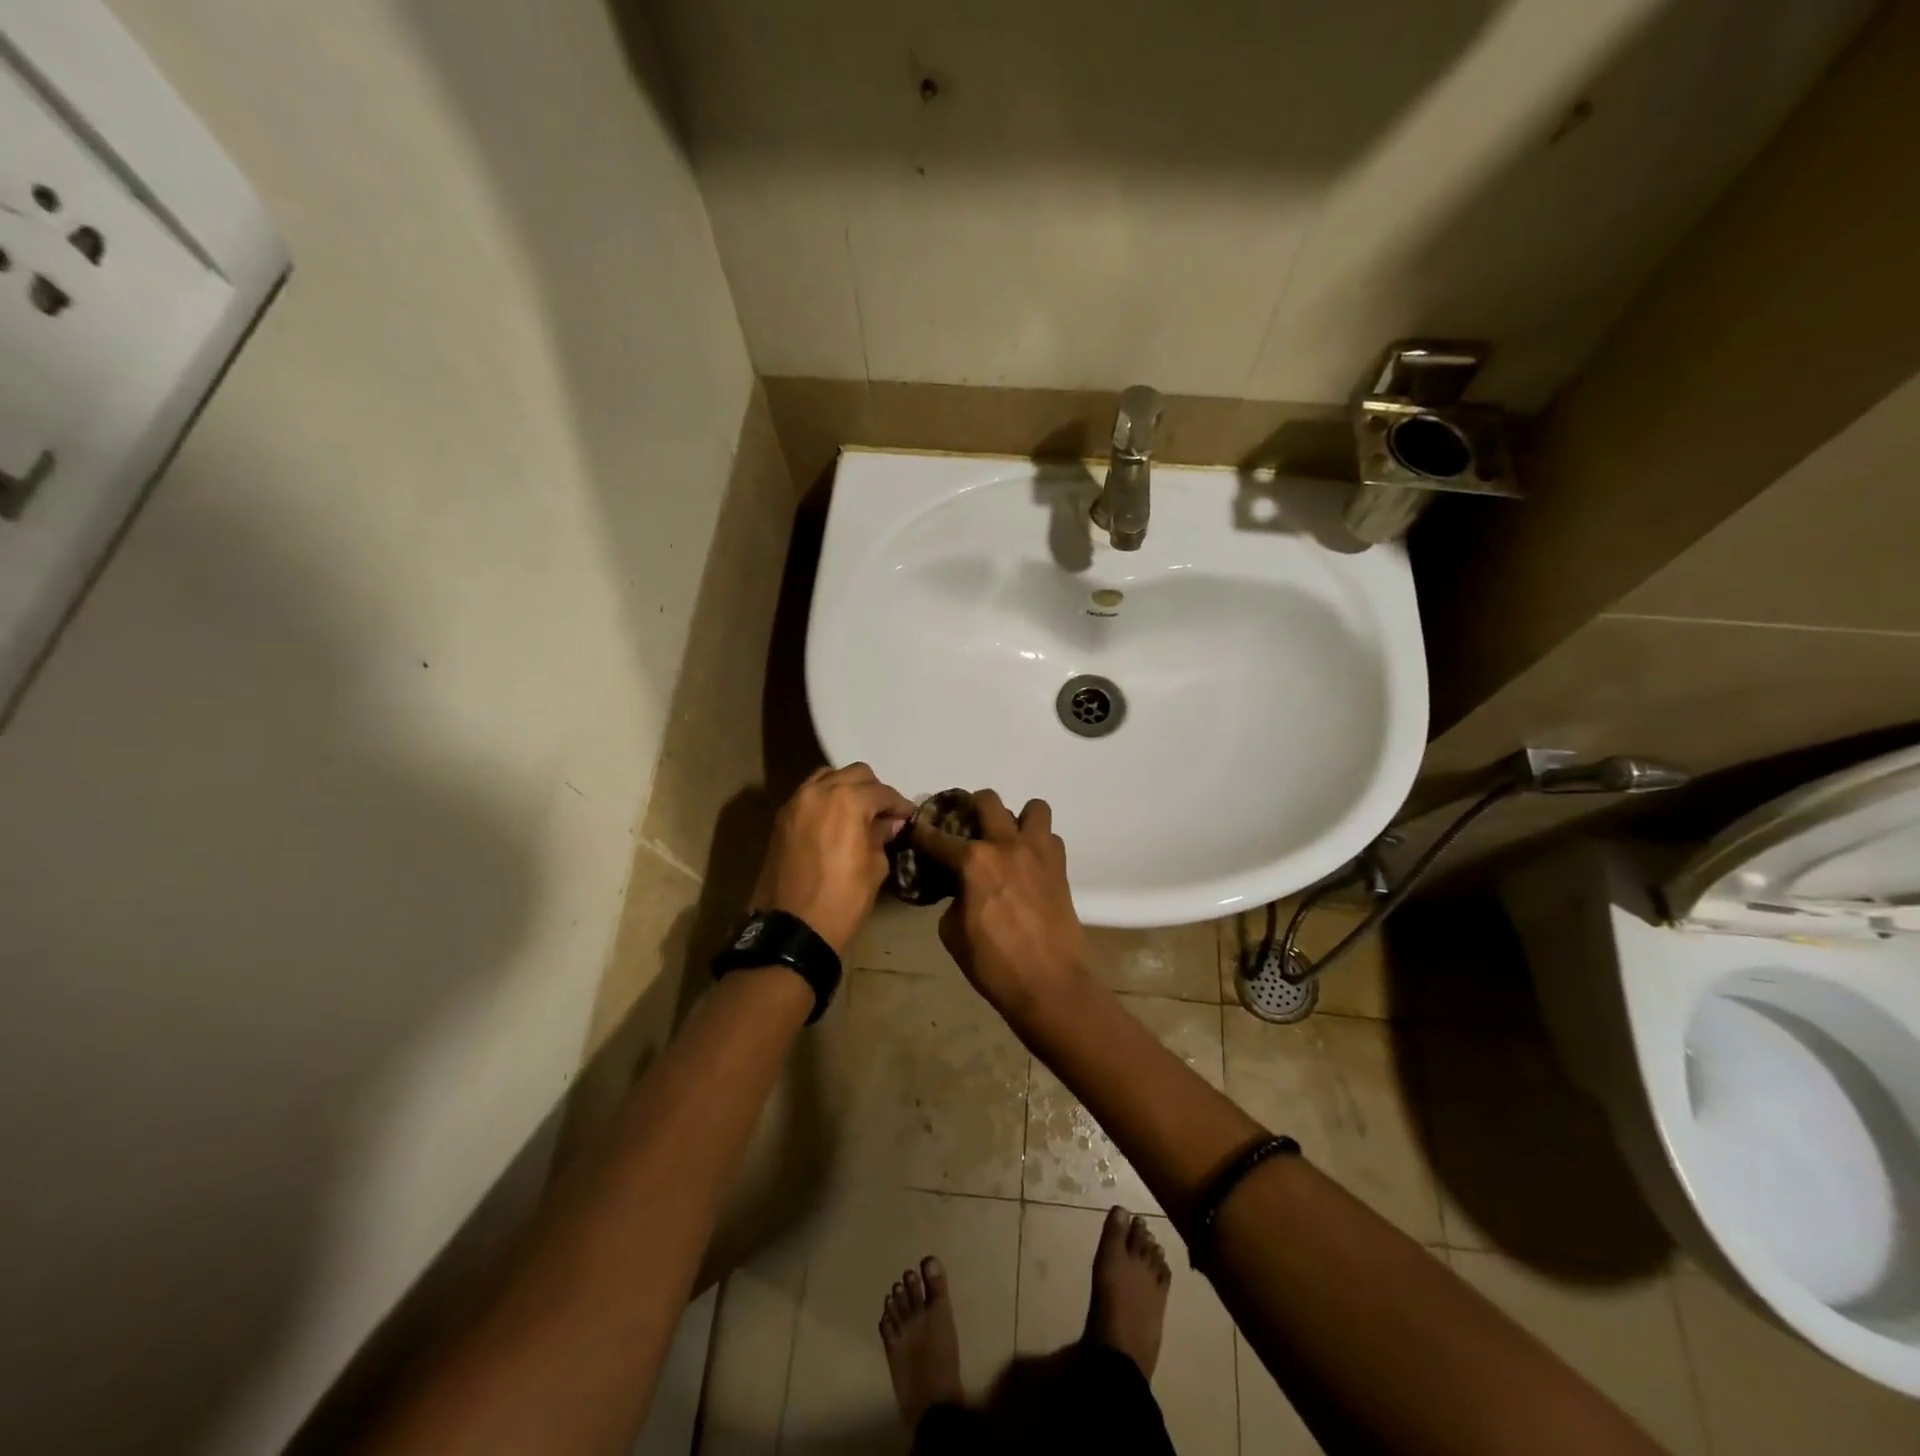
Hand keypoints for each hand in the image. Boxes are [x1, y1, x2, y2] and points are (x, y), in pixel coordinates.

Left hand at [752, 763, 914, 954]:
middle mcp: (819, 791)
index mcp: (847, 801)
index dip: (899, 804)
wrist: (791, 929)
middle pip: (854, 774)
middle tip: (884, 814)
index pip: (881, 792)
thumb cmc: (842, 900)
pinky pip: (809, 795)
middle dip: (873, 790)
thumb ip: (881, 836)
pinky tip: (836, 821)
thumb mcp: (874, 868)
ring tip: (858, 814)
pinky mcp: (781, 818)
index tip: (908, 816)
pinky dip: (825, 799)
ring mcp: (796, 802)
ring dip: (846, 789)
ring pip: (828, 777)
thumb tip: (888, 823)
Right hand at [910, 790, 1084, 1016]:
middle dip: (972, 806)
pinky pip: (1050, 838)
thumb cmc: (993, 963)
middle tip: (967, 826)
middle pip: (988, 801)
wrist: (1048, 983)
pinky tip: (1029, 865)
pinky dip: (1039, 844)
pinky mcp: (1060, 867)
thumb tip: (961, 889)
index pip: (937, 837)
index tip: (915, 829)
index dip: (921, 833)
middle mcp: (1006, 845)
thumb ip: (953, 899)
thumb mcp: (952, 933)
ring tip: (1008, 840)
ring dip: (1017, 819)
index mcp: (973, 862)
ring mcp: (1038, 853)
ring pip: (1033, 808)